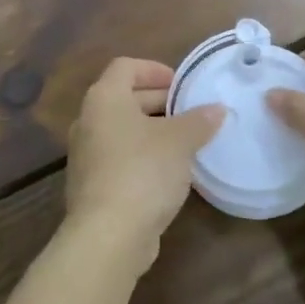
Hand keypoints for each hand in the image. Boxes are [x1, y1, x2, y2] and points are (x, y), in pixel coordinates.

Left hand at [65, 58, 224, 266]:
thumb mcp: (180, 141)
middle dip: (159, 100)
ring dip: (153, 130)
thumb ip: (199, 120)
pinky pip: (120, 157)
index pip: (125, 67)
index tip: (181, 84)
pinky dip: (143, 155)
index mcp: (104, 99)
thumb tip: (217, 109)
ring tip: (187, 140)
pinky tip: (170, 172)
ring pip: (123, 130)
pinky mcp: (92, 186)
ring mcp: (87, 155)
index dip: (155, 69)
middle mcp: (88, 121)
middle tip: (190, 111)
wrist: (108, 236)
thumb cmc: (143, 171)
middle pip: (124, 97)